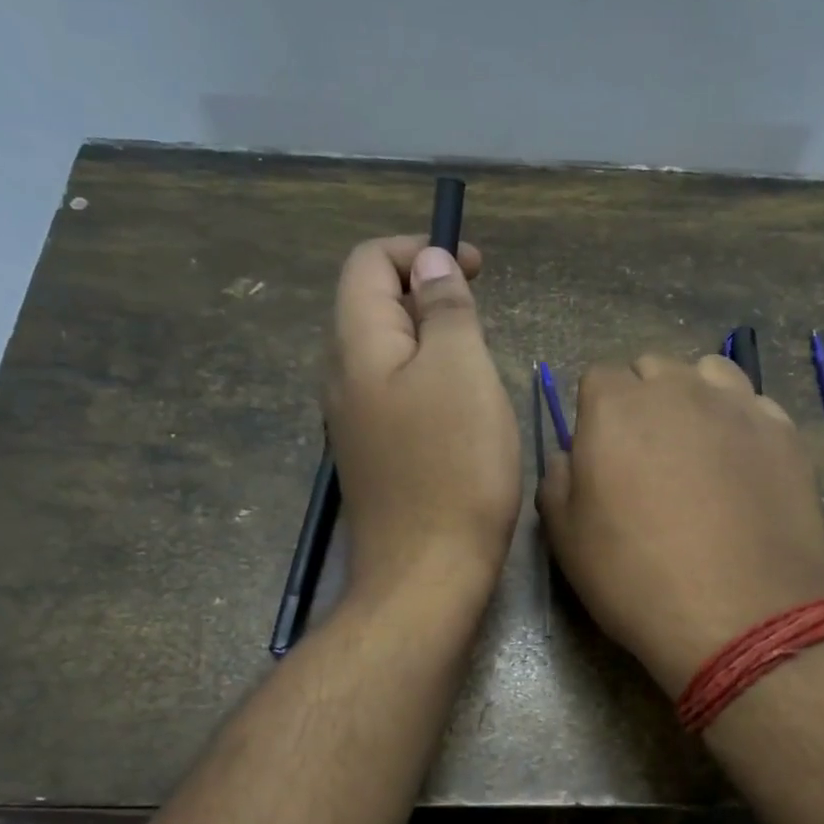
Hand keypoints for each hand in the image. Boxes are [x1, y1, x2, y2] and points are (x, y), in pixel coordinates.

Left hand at [324, 236, 520, 600]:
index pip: (368, 262)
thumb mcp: (461, 370)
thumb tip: (430, 264)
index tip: (475, 267)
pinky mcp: (374, 454)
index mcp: (357, 345)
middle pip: (373, 304)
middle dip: (428, 291)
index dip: (419, 249)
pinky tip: (462, 407)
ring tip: (478, 358)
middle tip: (482, 313)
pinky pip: (395, 392)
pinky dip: (428, 378)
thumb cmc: (453, 467)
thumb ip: (444, 308)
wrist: (426, 574)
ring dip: (432, 337)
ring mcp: (354, 420)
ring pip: (387, 351)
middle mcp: (342, 377)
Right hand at [538, 355, 823, 693]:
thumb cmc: (636, 578)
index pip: (597, 379)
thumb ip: (557, 480)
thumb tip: (571, 457)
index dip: (596, 414)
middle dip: (643, 400)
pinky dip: (740, 422)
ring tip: (697, 448)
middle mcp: (677, 389)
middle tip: (647, 455)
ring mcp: (737, 405)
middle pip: (652, 370)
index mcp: (615, 407)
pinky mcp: (784, 431)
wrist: (740, 616)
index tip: (602, 454)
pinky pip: (754, 405)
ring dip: (694, 397)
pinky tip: (741, 466)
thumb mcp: (565, 538)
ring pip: (707, 373)